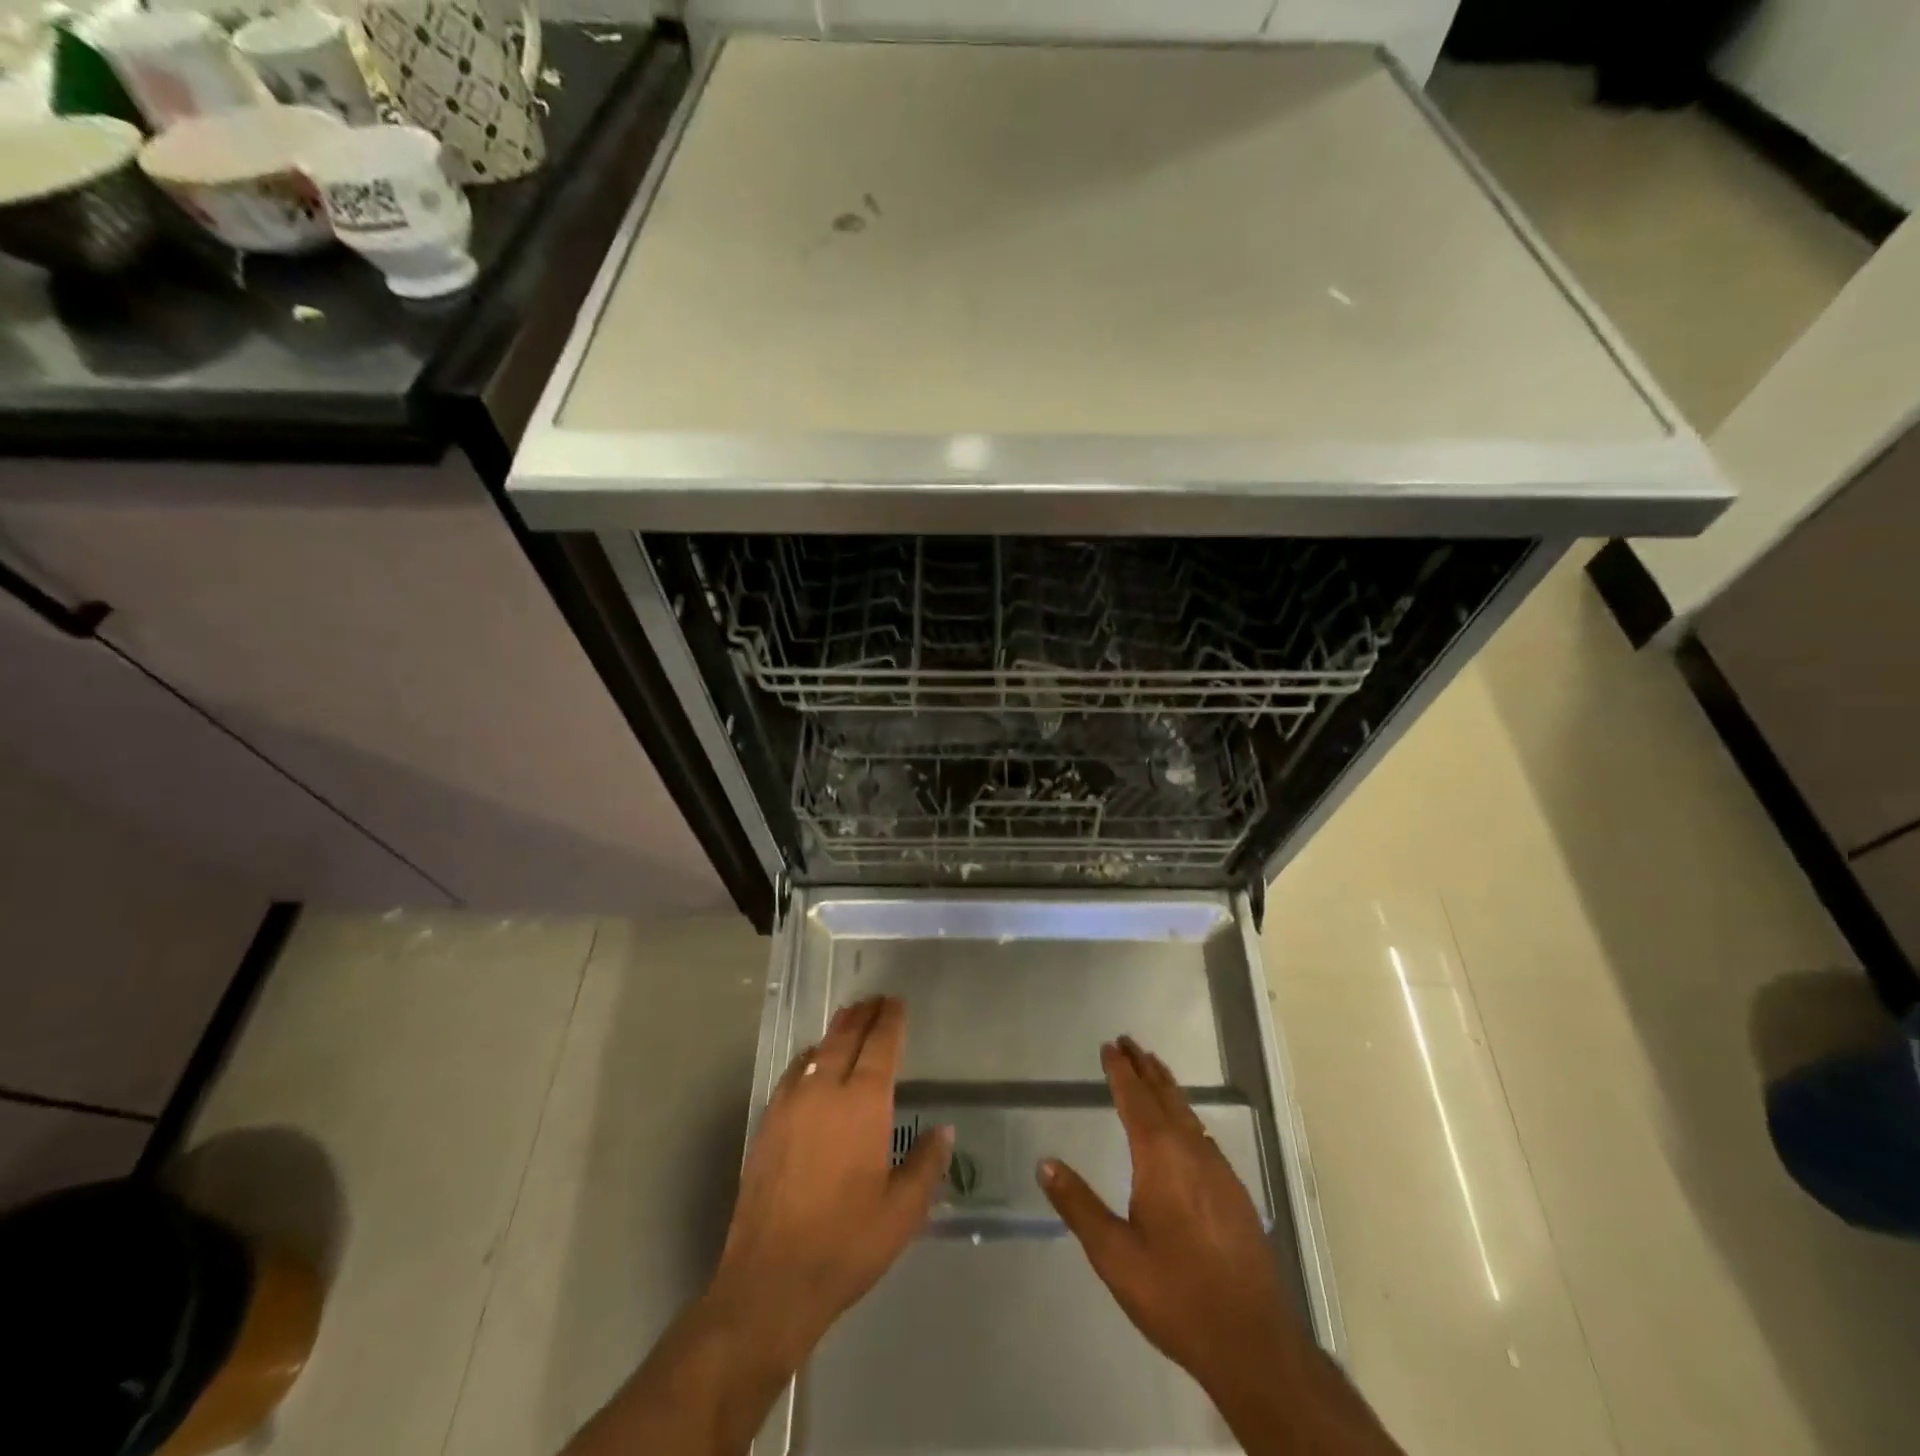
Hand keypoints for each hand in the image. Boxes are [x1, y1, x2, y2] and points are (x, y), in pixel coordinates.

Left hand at [711, 996, 951, 1367]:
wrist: (770, 1280)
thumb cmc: (846, 1244)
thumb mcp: (902, 1212)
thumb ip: (926, 1164)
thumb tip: (944, 1130)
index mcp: (863, 1104)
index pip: (880, 1045)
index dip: (890, 1020)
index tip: (896, 1002)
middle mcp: (825, 1091)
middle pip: (845, 1037)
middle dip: (863, 1015)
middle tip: (875, 1000)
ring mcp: (790, 1104)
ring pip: (817, 1051)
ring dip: (836, 1031)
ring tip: (849, 1019)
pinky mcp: (768, 1123)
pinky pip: (794, 1073)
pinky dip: (810, 1057)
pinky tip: (813, 1063)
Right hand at [1039, 1036, 1304, 1401]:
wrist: (1253, 1342)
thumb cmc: (1176, 1294)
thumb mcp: (1114, 1255)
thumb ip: (1079, 1206)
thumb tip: (1045, 1163)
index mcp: (1160, 1157)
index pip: (1136, 1099)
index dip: (1121, 1071)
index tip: (1110, 1045)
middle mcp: (1192, 1152)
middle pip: (1166, 1096)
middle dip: (1145, 1068)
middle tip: (1129, 1042)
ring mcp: (1219, 1171)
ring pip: (1188, 1113)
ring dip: (1167, 1087)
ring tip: (1152, 1069)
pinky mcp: (1235, 1192)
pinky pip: (1203, 1134)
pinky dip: (1185, 1114)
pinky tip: (1183, 1126)